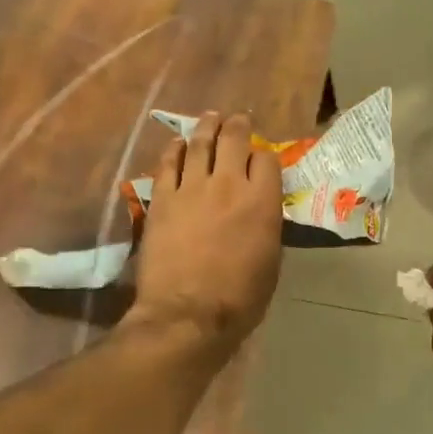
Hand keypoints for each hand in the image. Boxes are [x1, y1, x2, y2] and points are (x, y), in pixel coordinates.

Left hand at [129, 112, 283, 357]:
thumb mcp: (271, 260)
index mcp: (262, 201)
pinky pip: (169, 164)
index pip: (266, 159)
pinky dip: (175, 149)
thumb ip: (267, 225)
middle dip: (238, 126)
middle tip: (238, 120)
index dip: (265, 156)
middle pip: (234, 139)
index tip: (261, 162)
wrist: (187, 315)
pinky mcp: (162, 199)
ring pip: (200, 144)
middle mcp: (228, 184)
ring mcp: (192, 188)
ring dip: (207, 127)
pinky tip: (178, 144)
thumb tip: (260, 209)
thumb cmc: (240, 298)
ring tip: (210, 118)